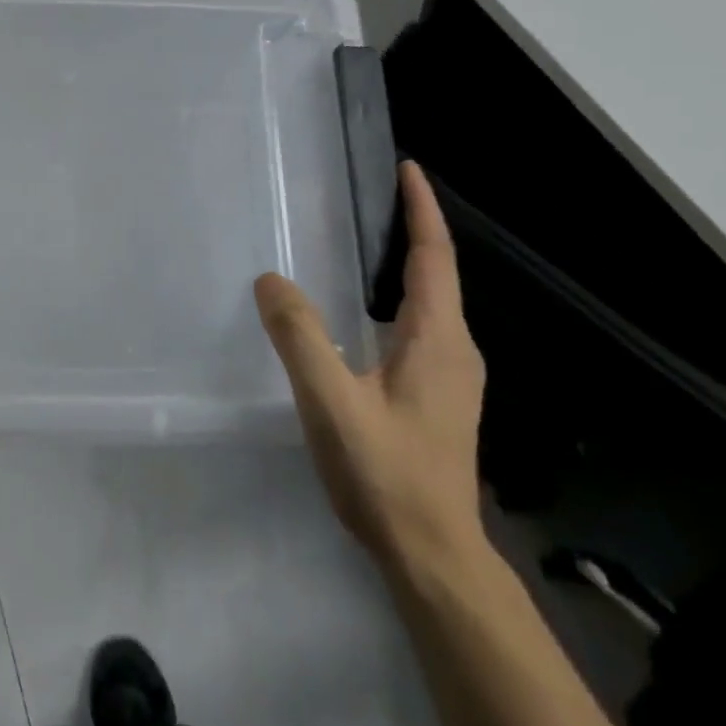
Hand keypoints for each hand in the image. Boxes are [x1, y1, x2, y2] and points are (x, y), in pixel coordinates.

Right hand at [255, 161, 485, 572]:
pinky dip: (394, 300)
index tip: (407, 169)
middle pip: (435, 274)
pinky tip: (359, 314)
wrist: (433, 556)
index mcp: (438, 339)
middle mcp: (455, 349)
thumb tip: (270, 280)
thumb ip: (300, 338)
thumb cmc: (387, 475)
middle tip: (370, 198)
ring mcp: (451, 377)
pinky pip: (418, 328)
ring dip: (402, 266)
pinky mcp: (439, 398)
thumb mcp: (332, 404)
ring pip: (426, 304)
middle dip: (410, 230)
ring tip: (361, 243)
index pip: (433, 257)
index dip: (421, 210)